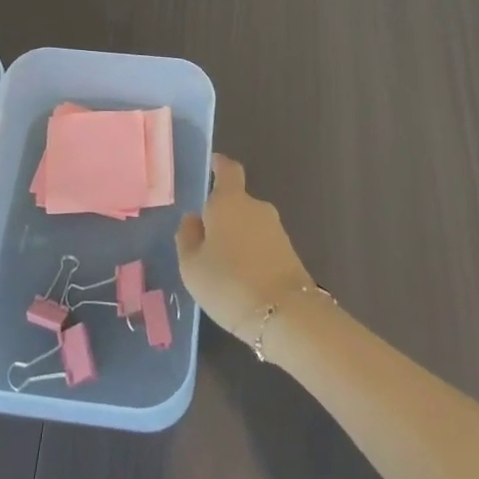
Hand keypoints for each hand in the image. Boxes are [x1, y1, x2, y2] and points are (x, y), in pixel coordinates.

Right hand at [176, 155, 315, 345]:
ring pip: (249, 225)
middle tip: (204, 240)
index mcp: (229, 201)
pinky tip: (240, 280)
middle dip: (222, 216)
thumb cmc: (228, 282)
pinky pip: (261, 245)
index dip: (219, 165)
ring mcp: (276, 229)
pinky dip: (250, 255)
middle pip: (236, 202)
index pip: (227, 169)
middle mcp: (256, 207)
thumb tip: (193, 218)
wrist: (285, 314)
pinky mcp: (290, 253)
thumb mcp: (191, 264)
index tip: (212, 165)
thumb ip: (188, 236)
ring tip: (220, 267)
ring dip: (237, 238)